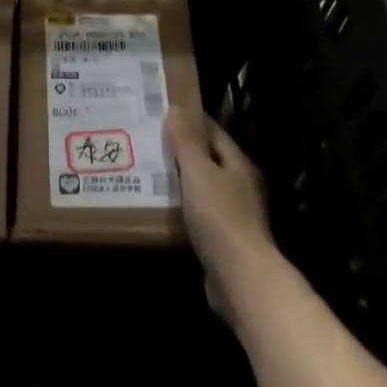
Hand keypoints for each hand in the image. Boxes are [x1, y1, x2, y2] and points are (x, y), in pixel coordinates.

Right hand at [167, 107, 272, 307]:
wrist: (240, 277)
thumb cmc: (220, 217)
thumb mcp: (198, 172)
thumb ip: (186, 142)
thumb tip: (176, 108)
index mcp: (237, 164)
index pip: (214, 133)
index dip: (191, 121)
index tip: (163, 113)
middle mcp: (239, 186)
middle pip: (209, 160)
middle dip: (182, 151)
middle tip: (149, 141)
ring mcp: (233, 215)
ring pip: (203, 188)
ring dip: (180, 181)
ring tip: (147, 171)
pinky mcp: (223, 240)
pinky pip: (198, 214)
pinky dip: (182, 208)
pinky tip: (161, 208)